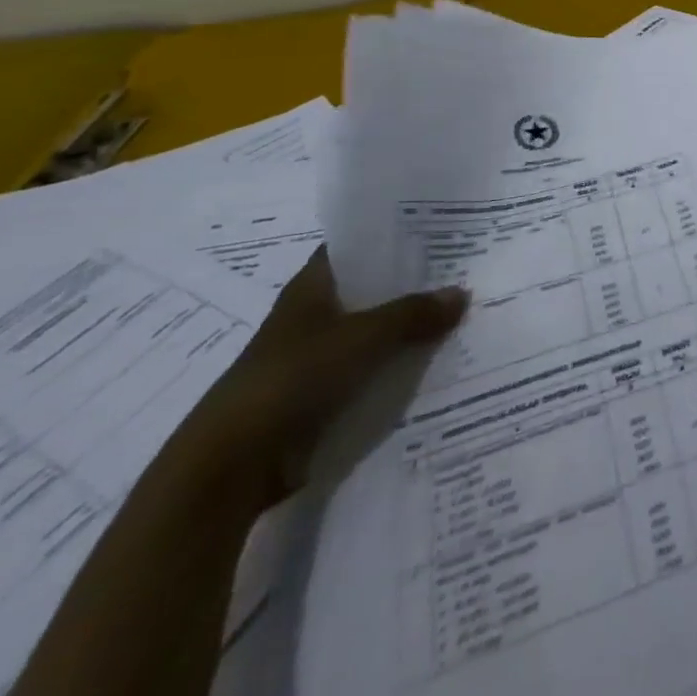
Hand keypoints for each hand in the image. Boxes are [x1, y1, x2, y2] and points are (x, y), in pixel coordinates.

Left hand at [175, 247, 467, 510]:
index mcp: (311, 288)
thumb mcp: (363, 337)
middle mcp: (312, 318)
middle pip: (370, 291)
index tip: (437, 228)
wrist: (233, 466)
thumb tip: (462, 293)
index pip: (354, 247)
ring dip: (407, 332)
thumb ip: (413, 314)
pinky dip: (396, 371)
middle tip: (464, 272)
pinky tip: (435, 366)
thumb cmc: (292, 379)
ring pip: (373, 335)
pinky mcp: (320, 399)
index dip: (391, 236)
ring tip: (461, 318)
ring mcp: (315, 360)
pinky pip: (369, 375)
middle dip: (412, 285)